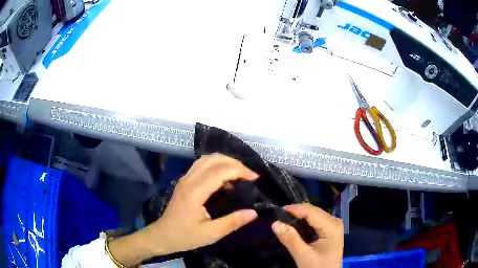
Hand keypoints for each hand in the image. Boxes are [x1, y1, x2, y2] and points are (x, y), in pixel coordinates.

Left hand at [109, 154, 259, 265]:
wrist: (163, 235)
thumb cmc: (185, 236)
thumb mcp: (211, 234)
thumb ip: (232, 222)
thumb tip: (254, 212)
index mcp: (195, 191)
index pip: (220, 171)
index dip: (240, 171)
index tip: (255, 179)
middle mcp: (189, 180)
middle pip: (214, 159)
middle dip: (235, 163)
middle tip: (250, 176)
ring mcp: (185, 179)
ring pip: (207, 159)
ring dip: (225, 161)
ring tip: (240, 173)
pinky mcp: (184, 181)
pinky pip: (201, 165)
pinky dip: (216, 165)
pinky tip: (224, 177)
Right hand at [272, 203, 342, 267]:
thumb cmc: (318, 267)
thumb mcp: (303, 255)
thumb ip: (290, 239)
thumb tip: (275, 223)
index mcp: (332, 226)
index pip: (311, 212)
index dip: (295, 209)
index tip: (278, 211)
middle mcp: (335, 221)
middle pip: (313, 211)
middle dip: (296, 212)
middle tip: (279, 216)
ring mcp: (334, 224)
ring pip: (314, 214)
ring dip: (300, 216)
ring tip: (284, 219)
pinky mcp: (330, 229)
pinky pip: (316, 220)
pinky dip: (305, 221)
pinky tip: (295, 225)